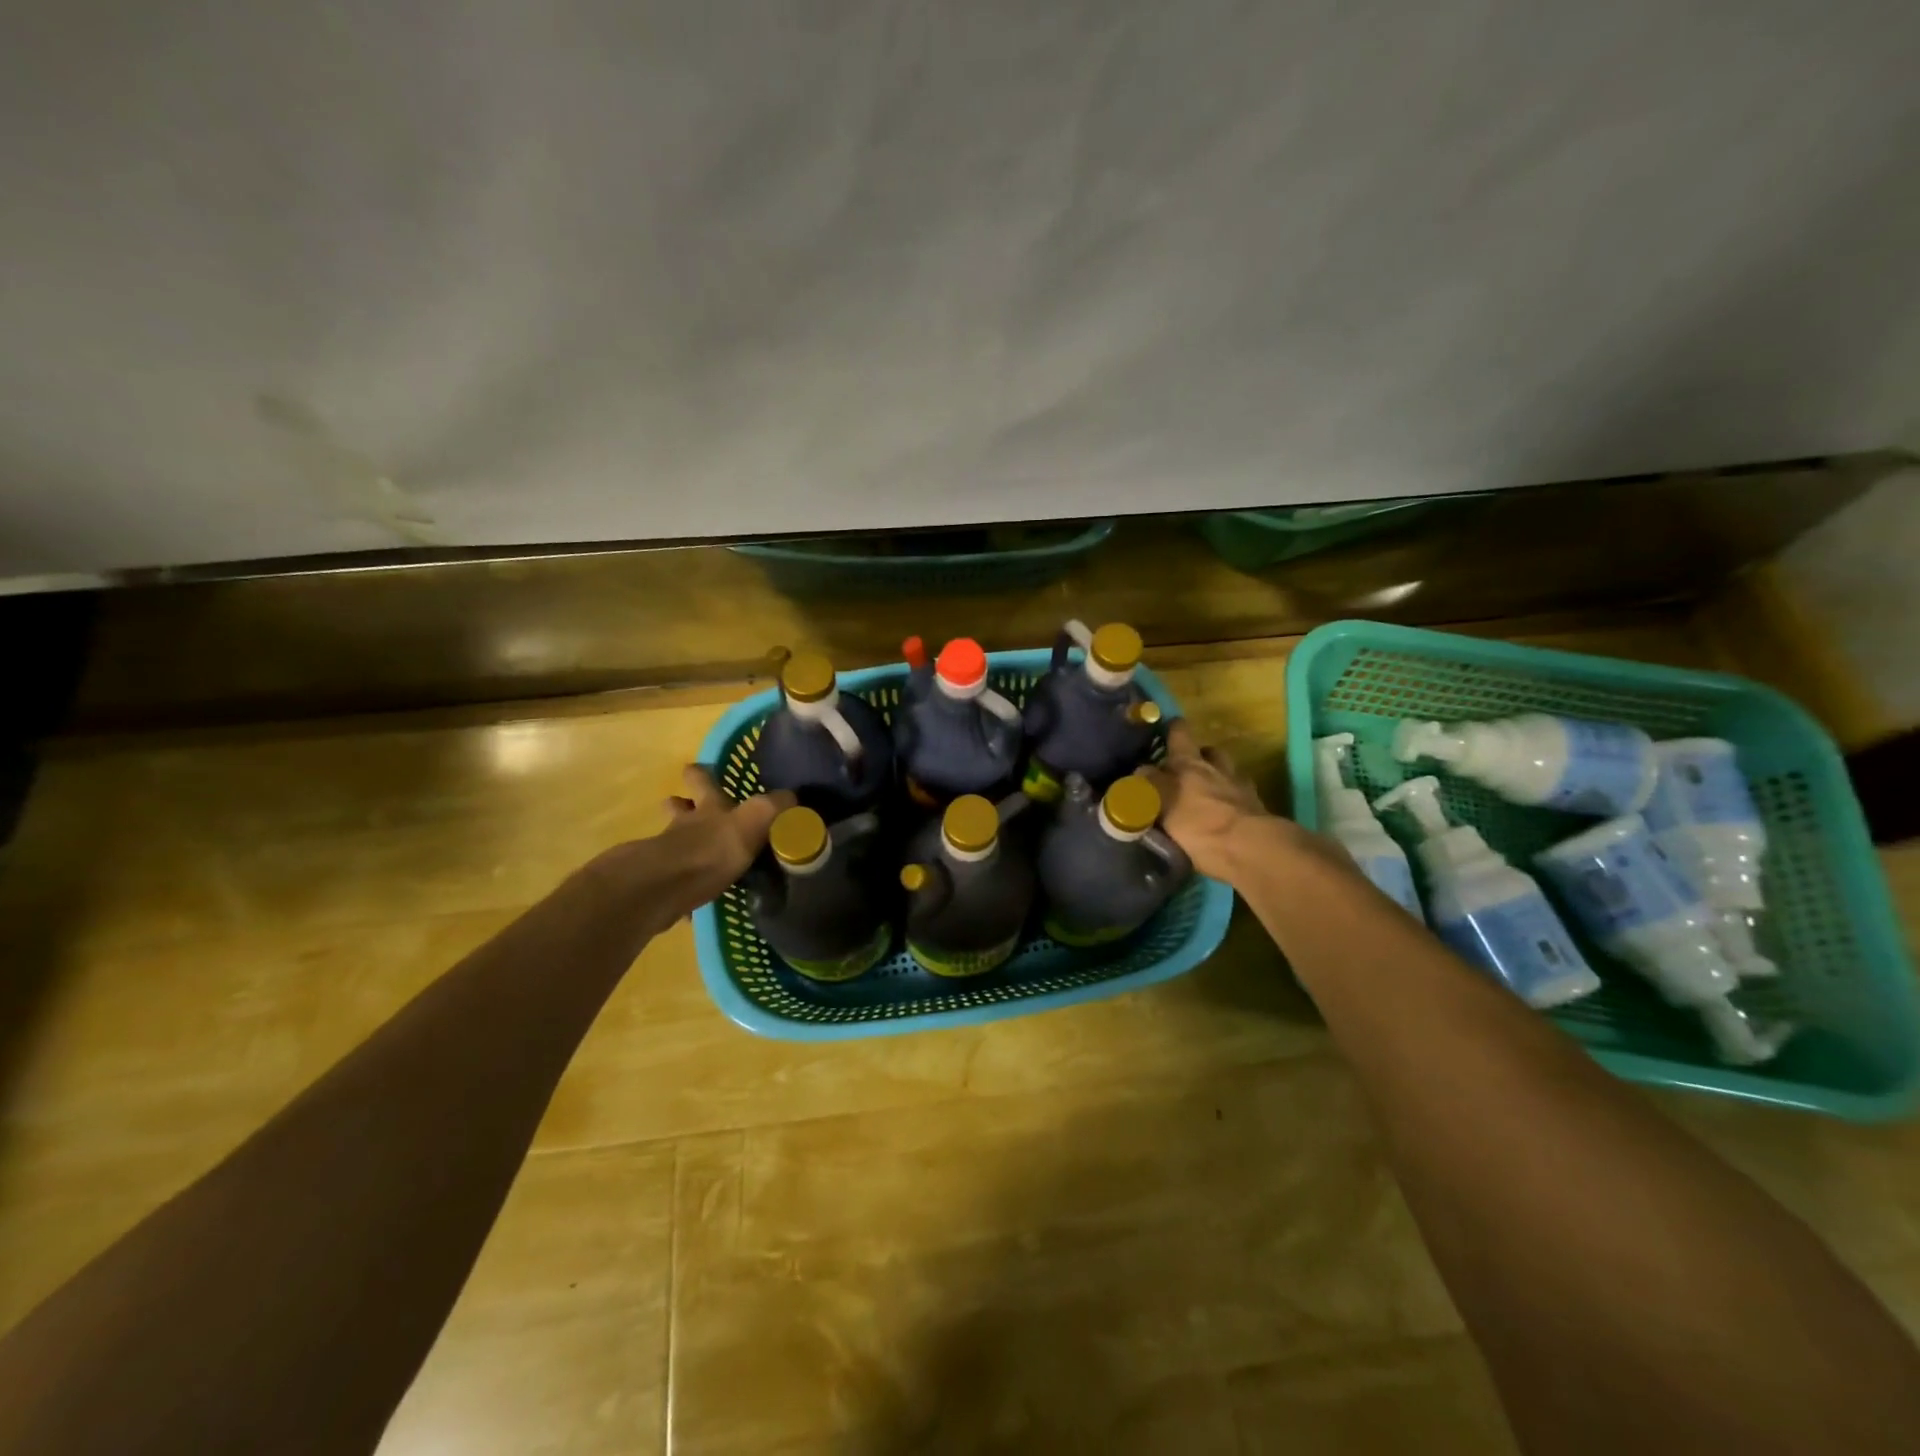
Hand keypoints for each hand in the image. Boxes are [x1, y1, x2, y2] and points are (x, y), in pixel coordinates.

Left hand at [656, 766, 794, 910]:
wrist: (667, 888)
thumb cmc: (712, 848)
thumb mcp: (754, 820)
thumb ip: (775, 806)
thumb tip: (793, 796)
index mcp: (707, 806)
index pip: (701, 779)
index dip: (700, 773)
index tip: (696, 767)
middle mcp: (684, 825)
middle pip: (679, 808)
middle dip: (682, 805)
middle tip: (688, 806)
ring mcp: (668, 855)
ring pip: (674, 842)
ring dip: (683, 845)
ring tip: (699, 855)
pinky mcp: (663, 886)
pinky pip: (677, 883)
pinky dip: (685, 887)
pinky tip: (695, 899)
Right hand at [1138, 721, 1275, 881]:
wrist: (1249, 848)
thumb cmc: (1198, 825)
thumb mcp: (1161, 804)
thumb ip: (1148, 785)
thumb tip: (1140, 771)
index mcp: (1188, 764)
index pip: (1179, 734)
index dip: (1173, 729)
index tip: (1167, 728)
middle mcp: (1215, 768)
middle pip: (1208, 751)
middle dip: (1198, 753)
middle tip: (1185, 766)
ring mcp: (1239, 787)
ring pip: (1228, 771)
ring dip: (1218, 774)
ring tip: (1207, 789)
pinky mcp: (1256, 809)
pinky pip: (1241, 795)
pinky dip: (1233, 798)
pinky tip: (1227, 810)